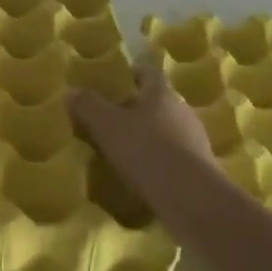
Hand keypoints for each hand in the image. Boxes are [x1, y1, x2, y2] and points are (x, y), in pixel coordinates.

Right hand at [70, 67, 215, 187]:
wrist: (191, 198)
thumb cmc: (146, 151)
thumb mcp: (106, 126)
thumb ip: (88, 106)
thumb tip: (71, 91)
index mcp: (161, 93)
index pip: (148, 72)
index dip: (132, 73)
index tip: (116, 80)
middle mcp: (182, 110)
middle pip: (157, 101)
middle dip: (136, 108)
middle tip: (111, 119)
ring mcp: (195, 139)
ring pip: (167, 129)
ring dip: (148, 136)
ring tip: (124, 150)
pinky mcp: (200, 167)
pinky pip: (174, 155)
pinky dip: (158, 159)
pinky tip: (143, 174)